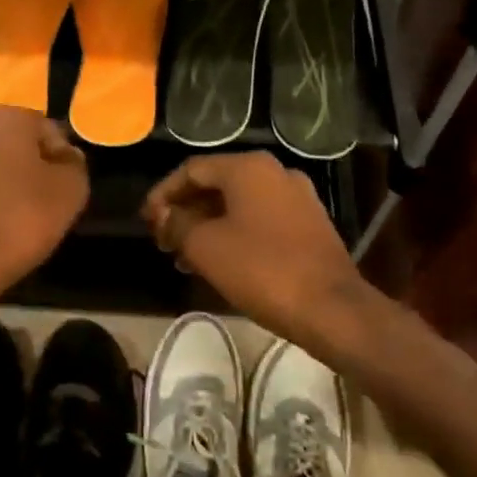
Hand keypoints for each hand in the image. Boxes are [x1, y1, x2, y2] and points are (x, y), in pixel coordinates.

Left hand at [0, 108, 89, 296]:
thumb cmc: (22, 218)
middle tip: (43, 200)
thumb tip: (65, 155)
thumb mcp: (71, 190)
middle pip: (10, 145)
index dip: (59, 155)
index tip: (65, 184)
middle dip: (26, 166)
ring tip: (15, 218)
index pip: (44, 127)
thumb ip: (73, 164)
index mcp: (6, 121)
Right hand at [142, 153, 373, 349]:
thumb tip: (163, 215)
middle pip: (217, 185)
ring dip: (207, 226)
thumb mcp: (206, 247)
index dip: (163, 194)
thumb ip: (177, 224)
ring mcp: (297, 198)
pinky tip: (218, 261)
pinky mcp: (309, 225)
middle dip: (185, 211)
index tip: (146, 220)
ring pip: (238, 205)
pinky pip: (260, 220)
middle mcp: (275, 173)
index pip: (192, 170)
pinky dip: (234, 234)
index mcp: (249, 168)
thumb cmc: (262, 269)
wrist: (330, 308)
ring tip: (183, 257)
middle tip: (162, 239)